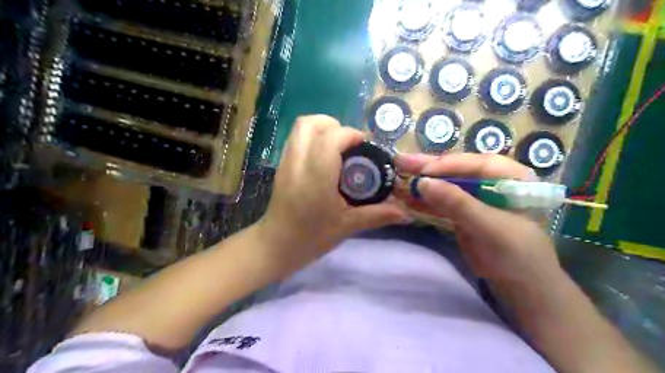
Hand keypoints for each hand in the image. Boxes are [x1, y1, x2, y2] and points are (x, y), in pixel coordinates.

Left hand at [257, 117, 407, 267]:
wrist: (276, 246)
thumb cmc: (311, 238)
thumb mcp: (347, 226)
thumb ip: (377, 215)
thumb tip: (406, 213)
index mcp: (316, 177)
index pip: (331, 138)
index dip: (350, 135)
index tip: (364, 147)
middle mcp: (298, 163)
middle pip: (310, 123)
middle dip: (334, 125)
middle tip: (350, 144)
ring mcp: (286, 162)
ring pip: (300, 127)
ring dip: (322, 128)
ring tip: (338, 148)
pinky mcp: (281, 166)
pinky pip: (296, 139)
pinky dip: (312, 138)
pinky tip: (324, 158)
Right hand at [394, 153, 559, 283]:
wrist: (520, 286)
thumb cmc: (517, 255)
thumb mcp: (489, 227)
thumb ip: (458, 203)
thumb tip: (423, 182)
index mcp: (511, 177)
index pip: (476, 164)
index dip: (448, 165)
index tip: (422, 170)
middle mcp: (492, 181)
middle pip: (457, 170)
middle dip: (429, 167)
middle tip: (401, 161)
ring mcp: (476, 197)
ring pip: (446, 184)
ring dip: (422, 182)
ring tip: (398, 175)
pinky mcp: (463, 211)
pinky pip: (442, 201)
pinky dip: (425, 200)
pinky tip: (407, 197)